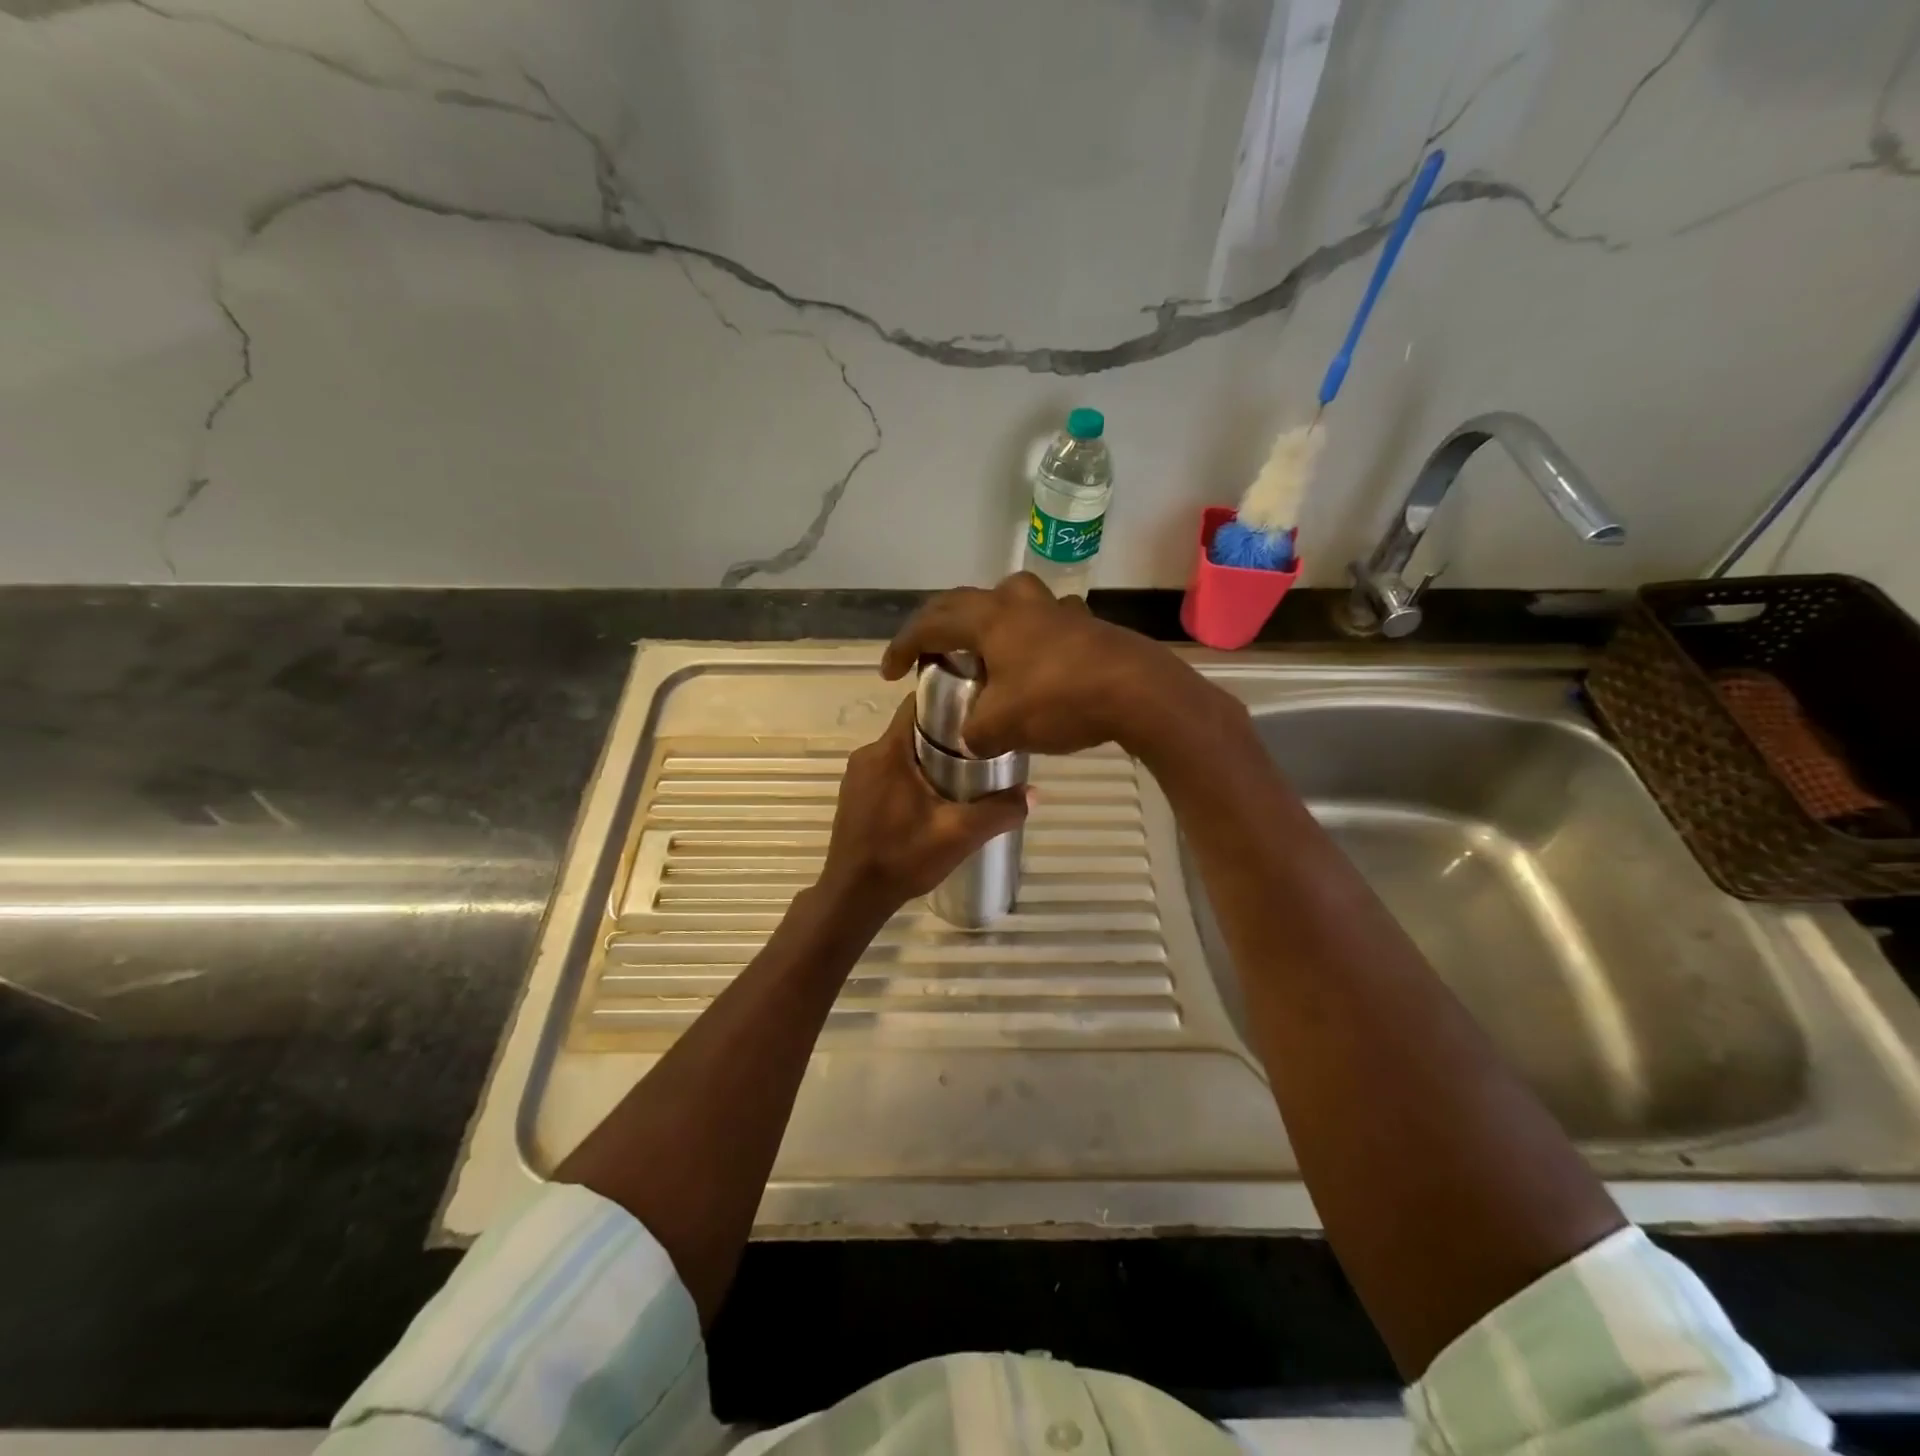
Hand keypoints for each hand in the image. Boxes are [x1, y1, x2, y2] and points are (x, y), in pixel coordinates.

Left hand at [817, 695, 1029, 918]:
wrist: (853, 896)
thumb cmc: (903, 857)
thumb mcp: (959, 835)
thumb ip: (999, 811)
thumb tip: (1034, 793)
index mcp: (888, 751)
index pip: (916, 703)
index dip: (948, 701)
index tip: (977, 712)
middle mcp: (867, 754)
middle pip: (911, 728)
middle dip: (944, 735)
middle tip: (979, 750)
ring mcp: (856, 776)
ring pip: (899, 751)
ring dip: (927, 758)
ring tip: (961, 776)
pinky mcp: (854, 796)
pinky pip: (887, 771)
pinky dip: (909, 776)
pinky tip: (931, 800)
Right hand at [880, 572, 1209, 757]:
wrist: (1139, 693)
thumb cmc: (1059, 700)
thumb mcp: (1002, 727)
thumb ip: (975, 733)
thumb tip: (975, 736)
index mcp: (990, 618)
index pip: (931, 622)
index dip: (903, 645)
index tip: (889, 671)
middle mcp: (1020, 603)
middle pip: (966, 602)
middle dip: (939, 626)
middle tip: (927, 652)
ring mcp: (1057, 609)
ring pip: (1009, 604)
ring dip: (986, 624)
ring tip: (981, 652)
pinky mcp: (1086, 624)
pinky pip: (1042, 623)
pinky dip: (1024, 639)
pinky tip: (1032, 665)